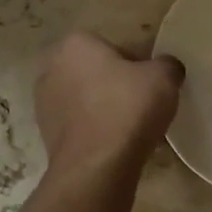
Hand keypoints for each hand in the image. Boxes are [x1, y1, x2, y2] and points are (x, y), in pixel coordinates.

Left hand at [35, 33, 183, 174]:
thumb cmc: (128, 109)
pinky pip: (80, 125)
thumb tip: (166, 69)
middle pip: (96, 72)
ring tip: (131, 129)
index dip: (137, 65)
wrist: (96, 167)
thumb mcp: (164, 77)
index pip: (114, 47)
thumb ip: (168, 65)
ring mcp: (44, 103)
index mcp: (76, 44)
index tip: (151, 85)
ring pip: (86, 100)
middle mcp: (52, 68)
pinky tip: (116, 145)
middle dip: (117, 85)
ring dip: (105, 109)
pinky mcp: (45, 134)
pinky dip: (96, 131)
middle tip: (143, 104)